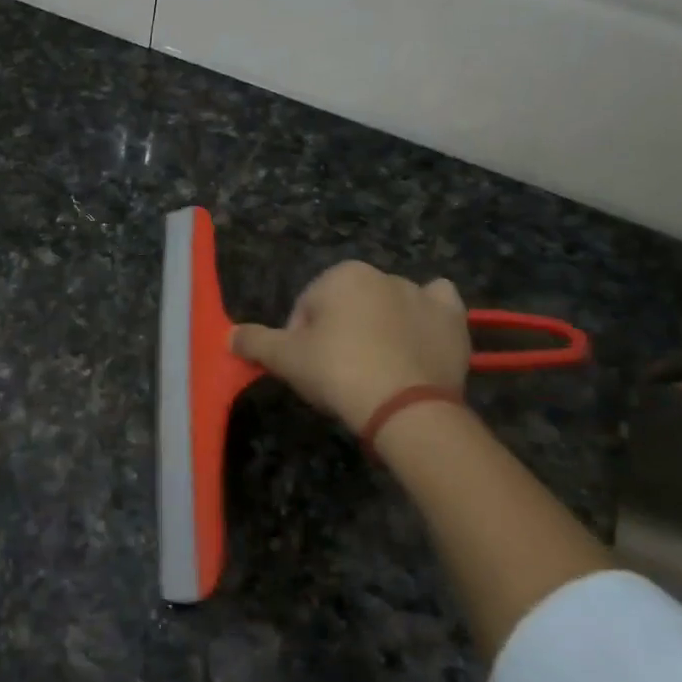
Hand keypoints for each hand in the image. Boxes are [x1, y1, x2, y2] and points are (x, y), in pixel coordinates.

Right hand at [232, 262, 469, 433]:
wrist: (405, 407)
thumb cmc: (338, 372)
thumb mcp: (285, 359)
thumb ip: (255, 342)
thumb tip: (228, 335)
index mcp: (342, 275)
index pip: (307, 307)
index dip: (301, 340)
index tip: (308, 370)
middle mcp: (383, 274)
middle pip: (348, 306)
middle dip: (341, 333)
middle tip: (340, 374)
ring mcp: (423, 295)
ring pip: (390, 306)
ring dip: (381, 326)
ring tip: (378, 369)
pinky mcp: (453, 319)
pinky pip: (437, 307)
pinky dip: (428, 317)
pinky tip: (419, 340)